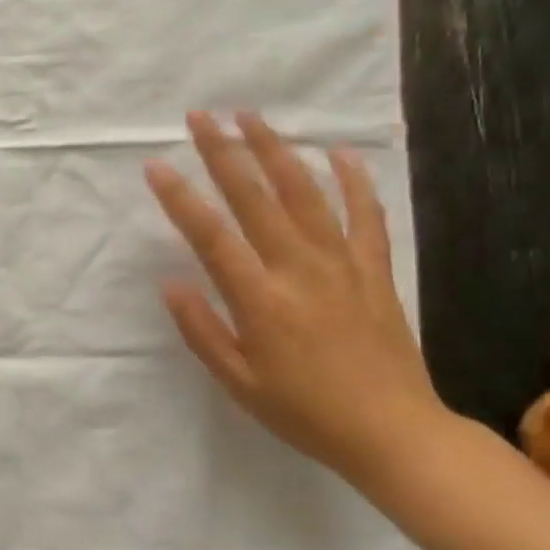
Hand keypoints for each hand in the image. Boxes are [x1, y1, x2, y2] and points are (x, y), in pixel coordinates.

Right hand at [145, 111, 447, 482]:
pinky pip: (365, 214)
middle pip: (255, 197)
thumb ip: (201, 329)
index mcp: (260, 299)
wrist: (393, 432)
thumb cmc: (304, 412)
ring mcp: (342, 263)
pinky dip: (353, 180)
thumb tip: (170, 282)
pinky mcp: (374, 269)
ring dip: (276, 150)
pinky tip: (338, 154)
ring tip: (252, 117)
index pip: (210, 235)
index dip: (179, 197)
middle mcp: (299, 268)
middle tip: (200, 117)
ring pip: (306, 192)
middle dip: (223, 152)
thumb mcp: (238, 382)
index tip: (156, 165)